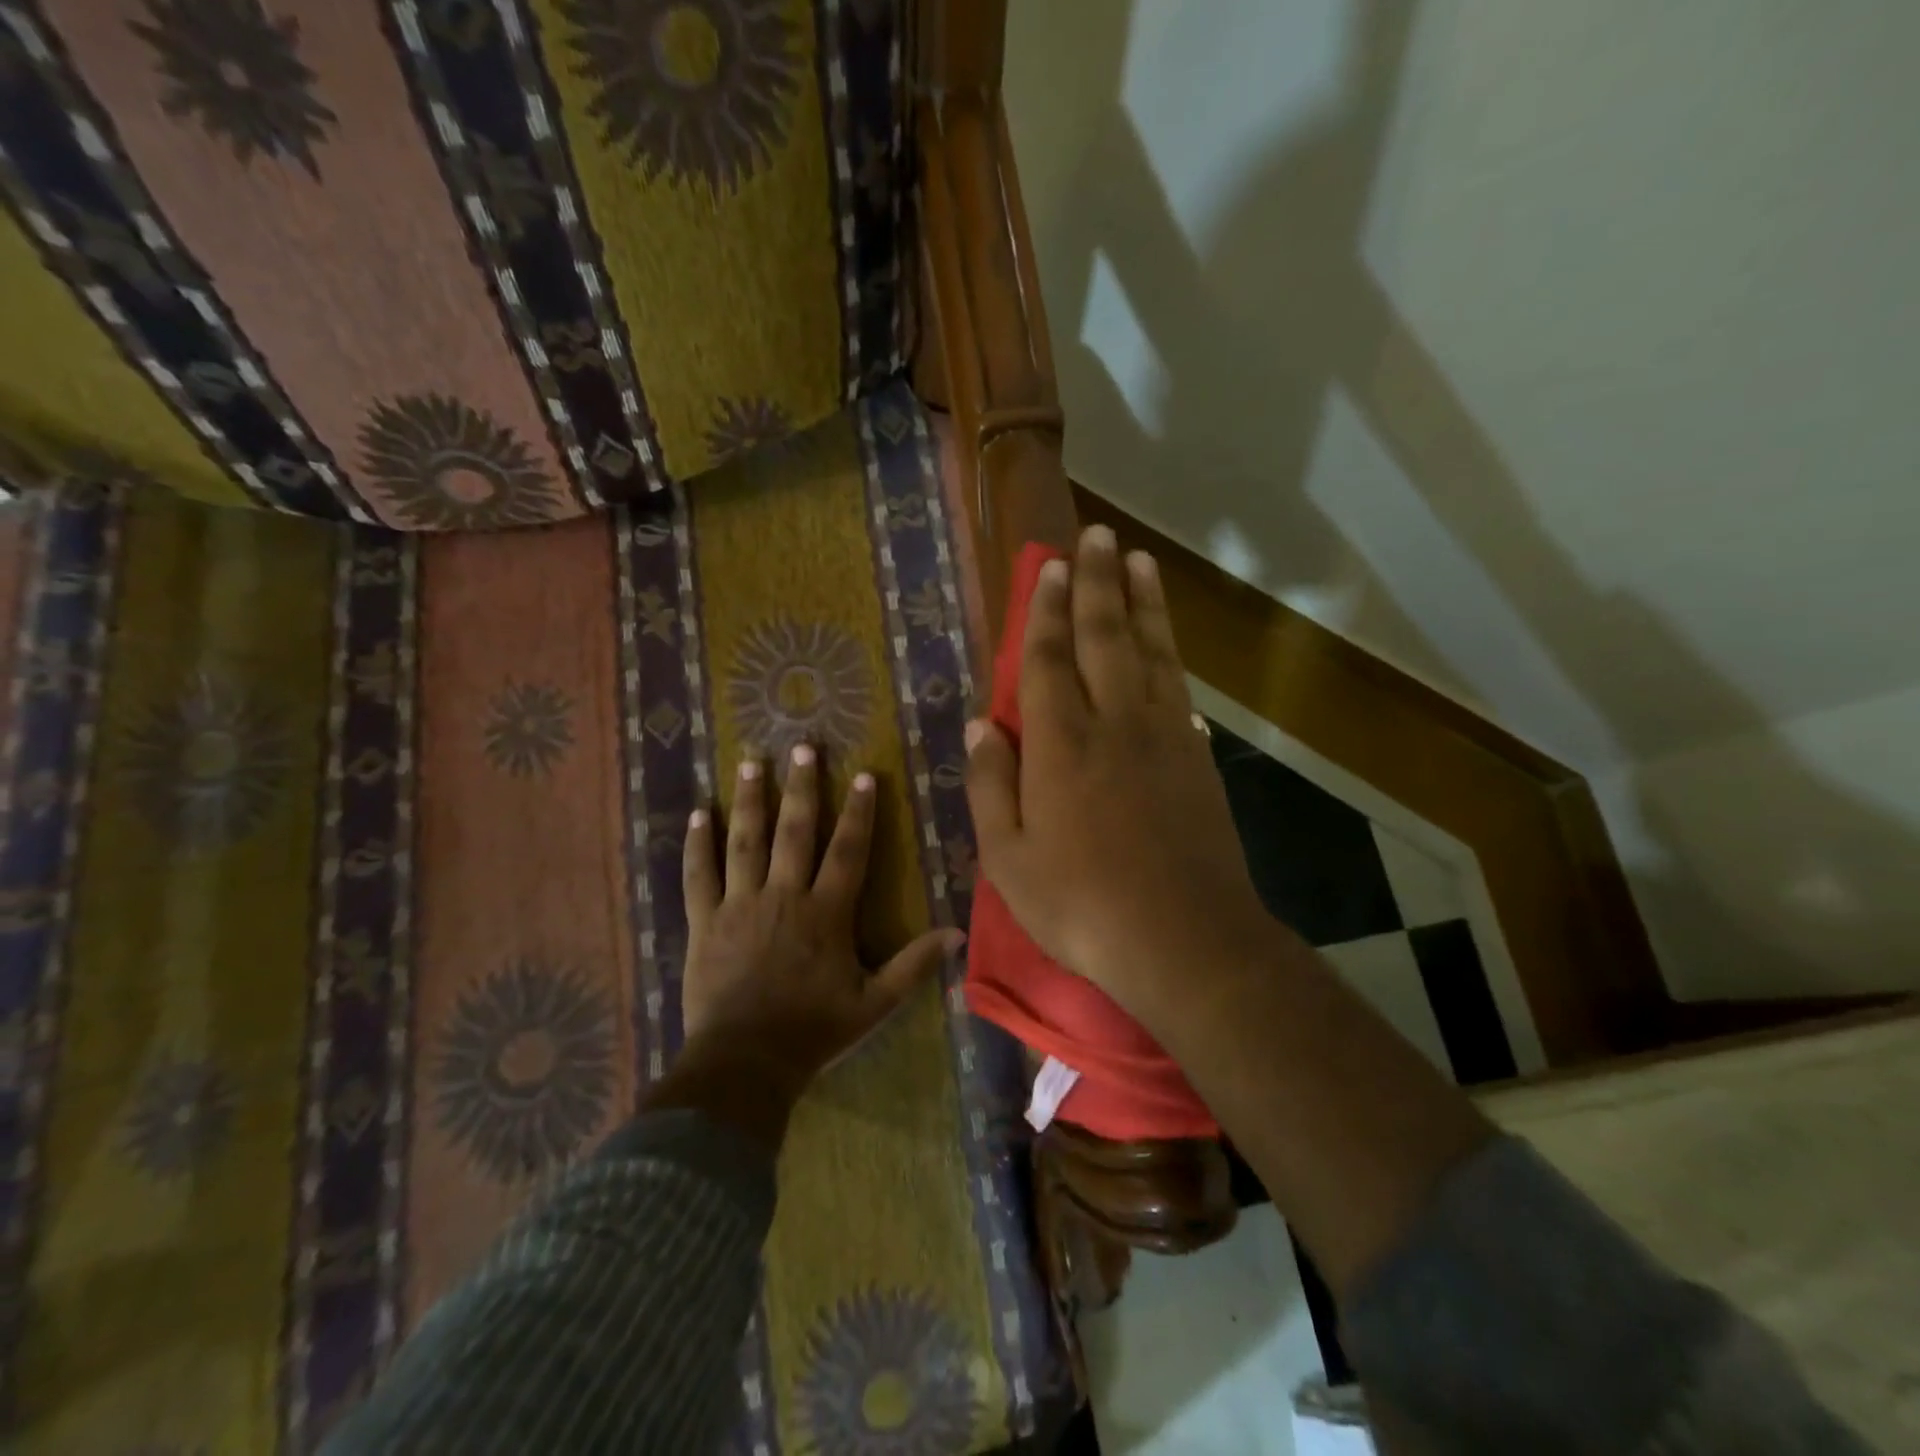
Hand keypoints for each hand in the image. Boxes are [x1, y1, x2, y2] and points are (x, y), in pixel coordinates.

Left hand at [681, 745, 957, 1091]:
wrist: (745, 1064)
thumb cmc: (813, 1032)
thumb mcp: (874, 1004)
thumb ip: (913, 965)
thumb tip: (957, 934)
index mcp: (826, 913)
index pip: (848, 851)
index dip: (858, 812)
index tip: (862, 775)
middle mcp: (783, 896)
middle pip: (794, 832)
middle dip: (801, 787)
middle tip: (801, 747)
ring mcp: (739, 905)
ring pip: (745, 842)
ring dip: (750, 800)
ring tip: (752, 762)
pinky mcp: (704, 922)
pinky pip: (699, 876)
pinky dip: (697, 844)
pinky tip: (699, 813)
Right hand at [964, 525, 1273, 1031]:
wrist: (1184, 940)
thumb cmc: (1081, 904)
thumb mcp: (1008, 857)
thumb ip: (992, 784)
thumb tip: (980, 724)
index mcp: (1061, 744)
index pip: (1050, 660)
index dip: (1048, 610)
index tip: (1051, 567)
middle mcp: (1115, 724)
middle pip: (1106, 637)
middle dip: (1099, 583)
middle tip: (1099, 536)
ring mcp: (1163, 738)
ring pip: (1151, 653)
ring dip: (1143, 603)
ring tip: (1139, 561)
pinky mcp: (1196, 760)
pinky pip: (1178, 693)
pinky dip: (1169, 660)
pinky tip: (1166, 649)